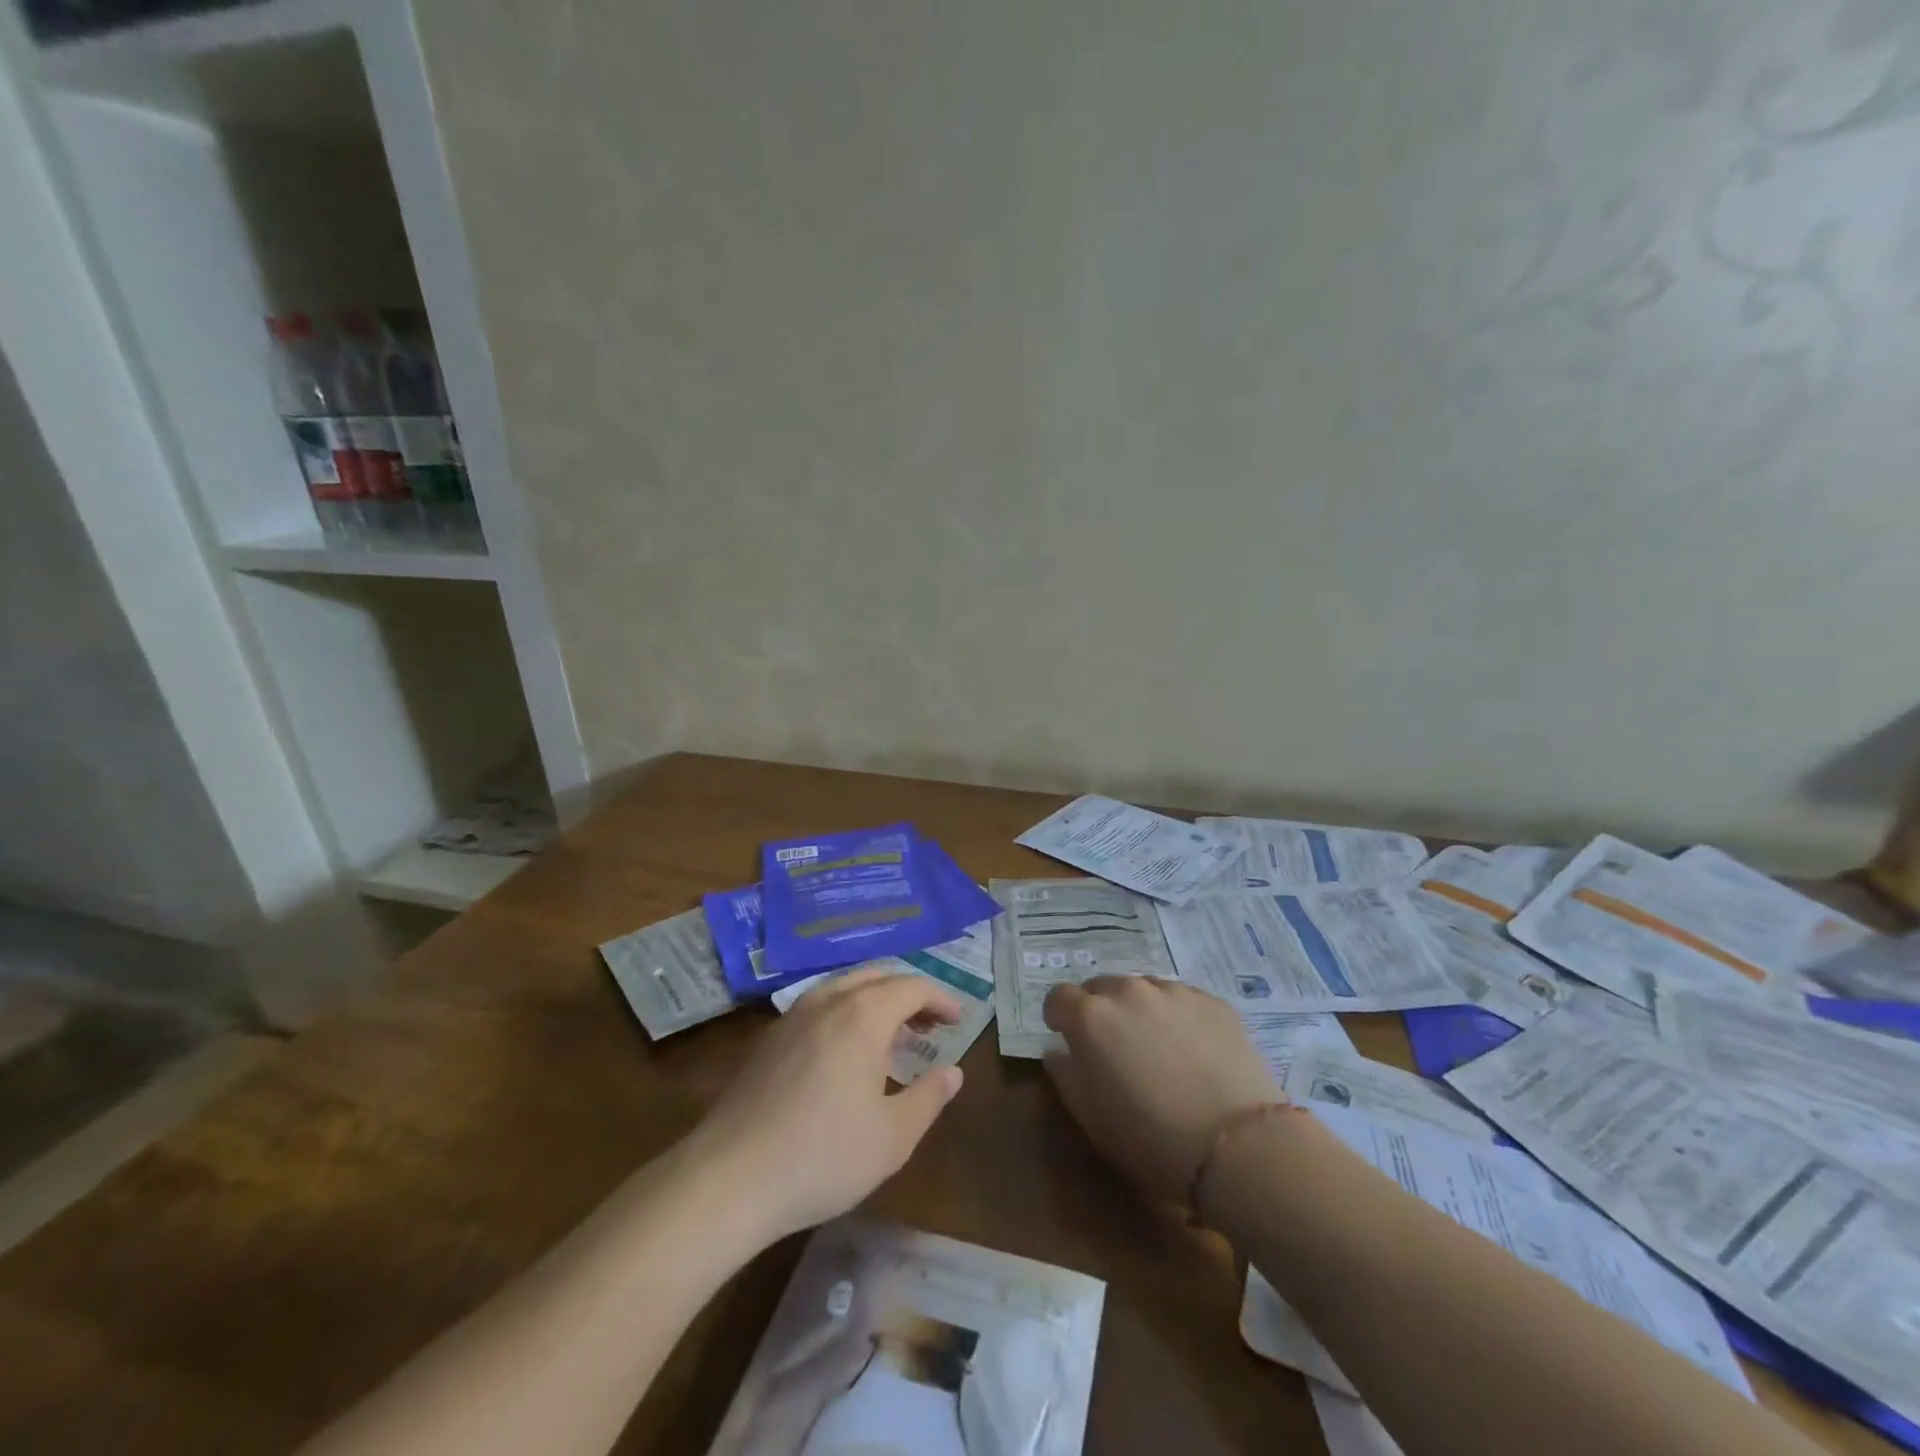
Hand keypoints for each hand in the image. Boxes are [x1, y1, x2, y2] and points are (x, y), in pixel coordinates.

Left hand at [687, 969, 965, 1244]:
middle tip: (930, 1024)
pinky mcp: (769, 1039)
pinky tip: (846, 1051)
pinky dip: (846, 1012)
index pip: (912, 986)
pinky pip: (819, 1005)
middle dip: (909, 993)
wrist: (729, 1179)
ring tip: (892, 1034)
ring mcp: (792, 1016)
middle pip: (877, 976)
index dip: (940, 998)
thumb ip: (929, 1098)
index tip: (958, 1019)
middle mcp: (827, 1001)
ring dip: (876, 999)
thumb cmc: (822, 1157)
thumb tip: (953, 1073)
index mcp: (863, 1015)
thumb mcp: (893, 1137)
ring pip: (844, 987)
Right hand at [1043, 976, 1280, 1203]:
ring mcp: (1173, 991)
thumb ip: (1065, 1075)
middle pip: (1101, 987)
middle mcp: (1128, 991)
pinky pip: (1181, 999)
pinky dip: (1177, 1016)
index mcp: (1090, 1017)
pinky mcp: (1212, 1001)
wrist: (1239, 1146)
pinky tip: (1193, 1051)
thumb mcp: (1091, 1118)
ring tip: (1157, 1048)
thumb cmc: (1151, 1139)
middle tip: (1114, 1047)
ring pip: (1143, 989)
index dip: (1059, 1017)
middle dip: (1099, 1011)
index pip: (1058, 997)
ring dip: (1139, 1010)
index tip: (1066, 1038)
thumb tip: (1058, 1051)